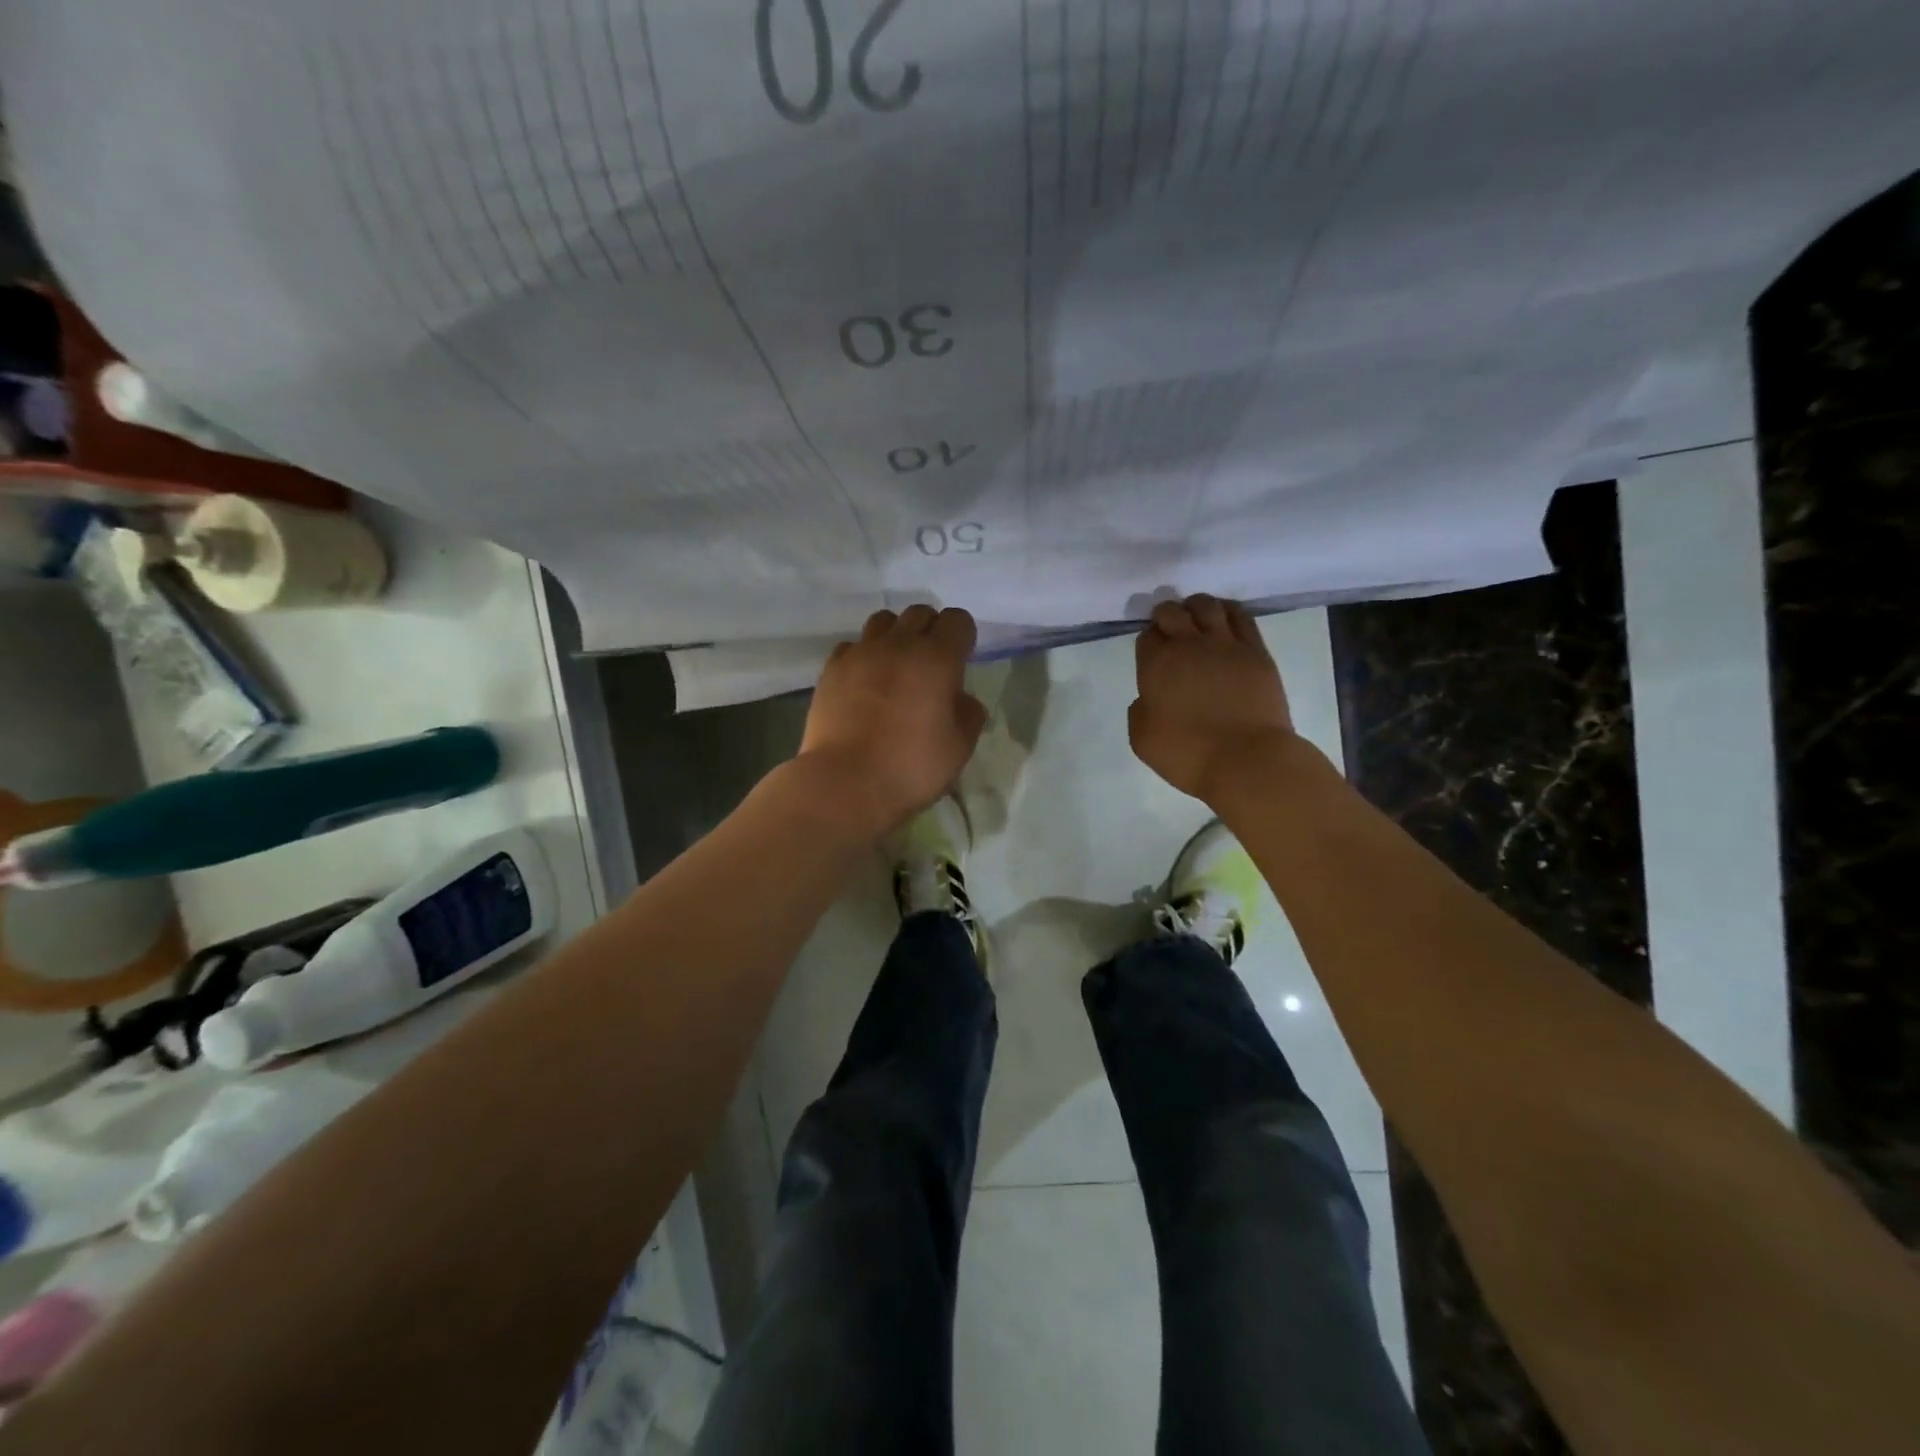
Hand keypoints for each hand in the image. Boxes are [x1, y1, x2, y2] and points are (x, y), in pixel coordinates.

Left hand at [796, 606, 986, 837]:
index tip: (961, 661)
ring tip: (896, 666)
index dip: (963, 636)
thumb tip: (961, 698)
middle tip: (931, 664)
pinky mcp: (831, 669)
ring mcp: (861, 653)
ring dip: (896, 636)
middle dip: (931, 630)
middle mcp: (898, 645)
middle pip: (919, 613)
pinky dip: (863, 656)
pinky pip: (853, 646)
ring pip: (883, 621)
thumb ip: (968, 714)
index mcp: (937, 659)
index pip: (958, 620)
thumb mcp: (959, 747)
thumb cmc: (911, 767)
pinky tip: (864, 682)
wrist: (845, 783)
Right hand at [1129, 595, 1296, 800]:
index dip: (1148, 639)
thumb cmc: (1187, 753)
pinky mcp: (1256, 651)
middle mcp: (1188, 645)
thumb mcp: (1142, 739)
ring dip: (1196, 606)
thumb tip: (1148, 698)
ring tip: (1196, 615)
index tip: (1152, 650)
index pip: (1147, 635)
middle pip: (1173, 612)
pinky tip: (1225, 615)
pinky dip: (1228, 610)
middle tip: (1168, 625)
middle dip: (1166, 615)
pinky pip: (1241, 617)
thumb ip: (1140, 711)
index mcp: (1156, 664)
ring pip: (1207, 606)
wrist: (1246, 759)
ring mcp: (1226, 644)